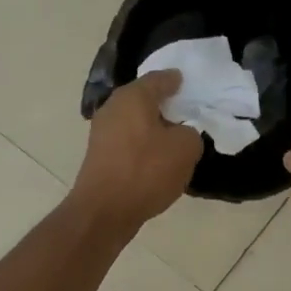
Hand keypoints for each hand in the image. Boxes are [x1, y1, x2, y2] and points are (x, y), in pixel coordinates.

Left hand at [70, 70, 202, 232]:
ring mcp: (102, 131)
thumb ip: (190, 133)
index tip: (190, 84)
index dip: (177, 81)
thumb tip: (181, 133)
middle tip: (187, 111)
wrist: (104, 211)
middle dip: (165, 104)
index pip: (160, 78)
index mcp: (133, 97)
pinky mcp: (99, 154)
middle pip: (144, 99)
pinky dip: (143, 143)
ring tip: (176, 136)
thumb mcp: (185, 149)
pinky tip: (157, 157)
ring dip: (153, 126)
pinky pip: (128, 140)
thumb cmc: (146, 171)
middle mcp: (113, 107)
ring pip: (135, 120)